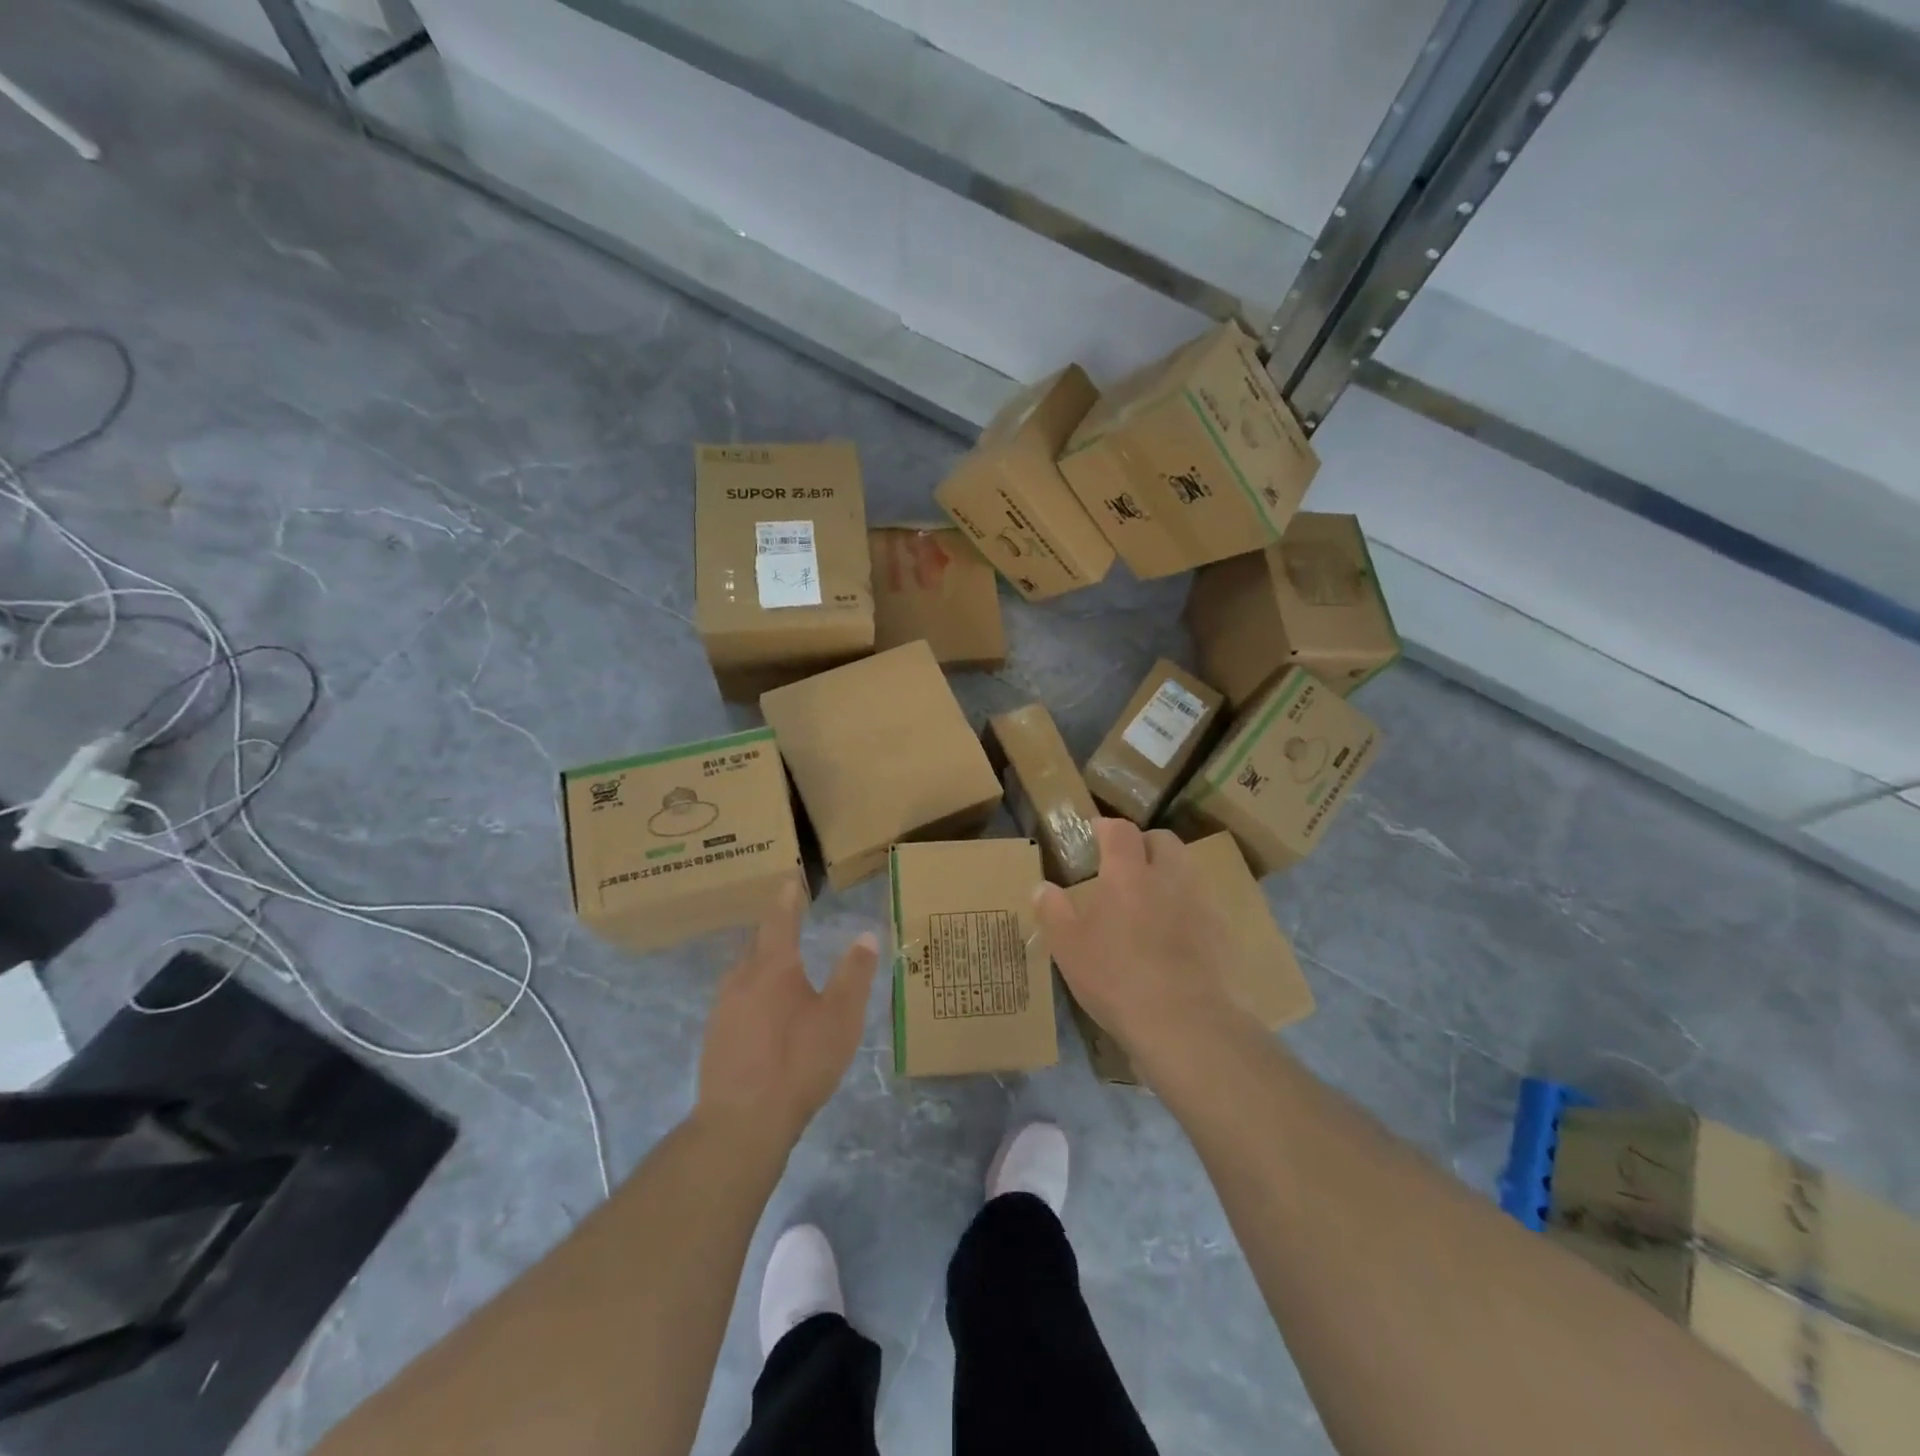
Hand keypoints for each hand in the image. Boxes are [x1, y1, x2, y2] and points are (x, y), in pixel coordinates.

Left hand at [696, 881, 878, 1149]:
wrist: (742, 1122)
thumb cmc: (799, 1062)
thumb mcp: (841, 1017)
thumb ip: (854, 973)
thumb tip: (866, 935)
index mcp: (773, 966)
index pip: (780, 919)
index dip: (788, 898)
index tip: (790, 880)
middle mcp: (742, 977)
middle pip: (758, 943)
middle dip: (774, 929)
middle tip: (790, 920)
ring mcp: (723, 1007)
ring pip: (744, 971)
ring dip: (762, 962)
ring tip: (781, 966)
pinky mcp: (714, 1036)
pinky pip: (736, 998)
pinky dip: (753, 991)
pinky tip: (765, 1012)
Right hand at [1036, 818, 1238, 1065]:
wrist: (1184, 1023)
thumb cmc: (1116, 978)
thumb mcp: (1068, 947)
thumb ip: (1053, 911)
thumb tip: (1042, 887)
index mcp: (1127, 873)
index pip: (1120, 830)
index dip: (1106, 827)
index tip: (1095, 833)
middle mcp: (1168, 876)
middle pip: (1162, 840)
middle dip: (1143, 844)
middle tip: (1125, 866)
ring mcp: (1200, 902)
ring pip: (1186, 869)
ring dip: (1168, 873)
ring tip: (1149, 899)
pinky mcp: (1222, 931)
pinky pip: (1202, 903)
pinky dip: (1186, 907)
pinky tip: (1174, 934)